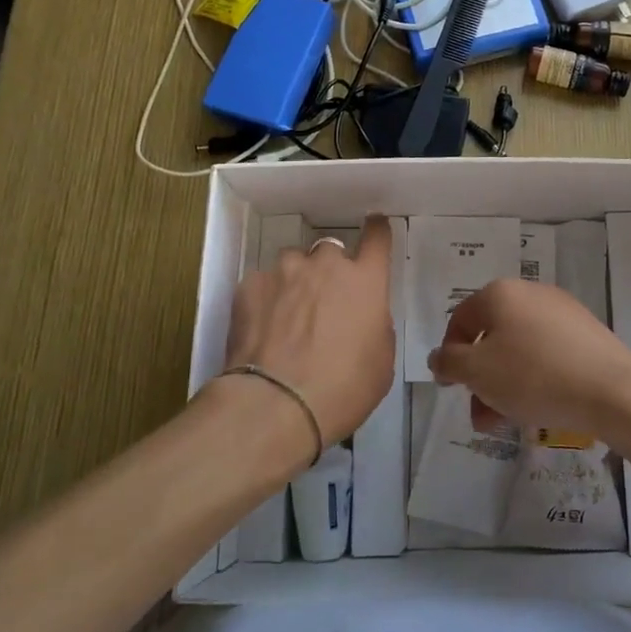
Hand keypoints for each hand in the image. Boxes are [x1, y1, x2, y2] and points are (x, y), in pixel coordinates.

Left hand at [219, 216, 394, 448]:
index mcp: (365, 281)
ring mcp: (284, 272)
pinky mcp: (249, 286)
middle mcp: (325, 266)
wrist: (276, 404)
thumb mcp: (381, 361)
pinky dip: (266, 299)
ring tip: (288, 316)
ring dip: (295, 281)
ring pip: (293, 263)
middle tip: (324, 301)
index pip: (376, 238)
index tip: (374, 226)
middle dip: (329, 269)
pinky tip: (263, 328)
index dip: (377, 230)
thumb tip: (364, 316)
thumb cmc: (343, 388)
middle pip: (330, 250)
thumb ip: (376, 325)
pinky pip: (262, 283)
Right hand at [427, 279, 630, 440]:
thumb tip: (440, 356)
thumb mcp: (478, 372)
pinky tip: (538, 406)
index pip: (460, 320)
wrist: (610, 390)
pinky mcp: (585, 332)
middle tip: (480, 414)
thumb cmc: (534, 376)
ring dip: (504, 384)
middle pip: (491, 336)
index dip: (449, 355)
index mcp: (500, 293)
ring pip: (519, 348)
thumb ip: (449, 362)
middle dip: (480, 378)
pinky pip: (546, 353)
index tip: (450, 388)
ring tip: (506, 421)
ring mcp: (561, 311)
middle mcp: (530, 293)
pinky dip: (534, 377)